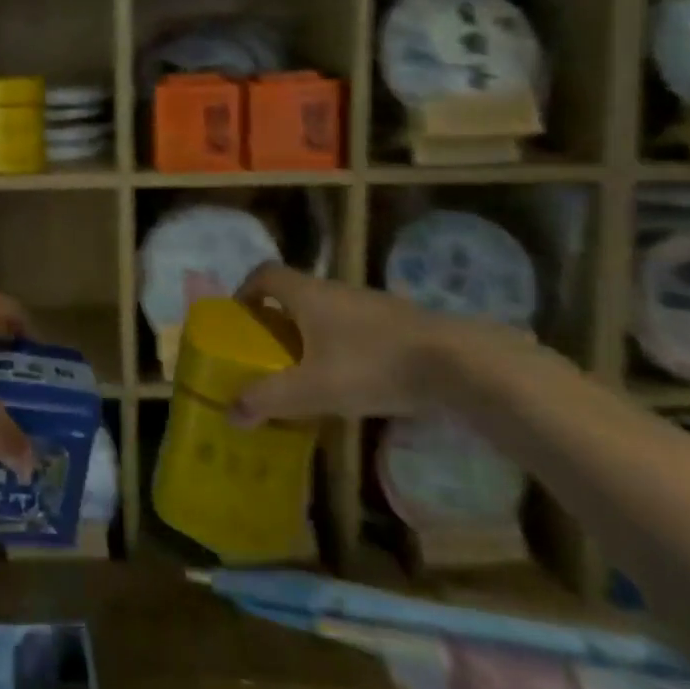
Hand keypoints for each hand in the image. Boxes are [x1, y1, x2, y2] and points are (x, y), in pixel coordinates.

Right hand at [227, 263, 516, 425]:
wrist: (459, 364)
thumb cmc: (372, 365)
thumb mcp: (312, 389)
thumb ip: (268, 399)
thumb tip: (230, 413)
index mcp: (307, 294)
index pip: (265, 274)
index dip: (246, 291)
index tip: (240, 320)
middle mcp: (335, 290)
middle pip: (295, 295)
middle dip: (277, 321)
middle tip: (269, 355)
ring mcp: (371, 304)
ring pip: (327, 313)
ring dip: (311, 336)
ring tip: (308, 374)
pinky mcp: (400, 324)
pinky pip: (356, 328)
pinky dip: (343, 347)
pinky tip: (354, 382)